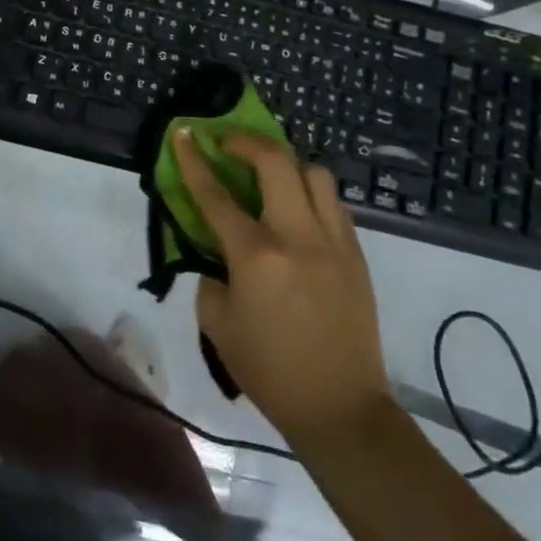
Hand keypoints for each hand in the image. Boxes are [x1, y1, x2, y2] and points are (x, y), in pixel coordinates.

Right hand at [172, 128, 391, 445]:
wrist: (341, 409)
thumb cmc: (269, 370)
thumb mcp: (217, 324)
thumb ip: (210, 276)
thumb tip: (218, 252)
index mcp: (256, 256)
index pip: (215, 194)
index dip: (193, 159)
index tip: (182, 132)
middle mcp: (298, 236)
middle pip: (276, 162)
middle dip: (246, 141)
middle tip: (228, 143)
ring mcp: (334, 242)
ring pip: (314, 174)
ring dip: (286, 164)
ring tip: (269, 176)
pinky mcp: (357, 255)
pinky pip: (333, 204)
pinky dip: (310, 193)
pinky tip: (297, 210)